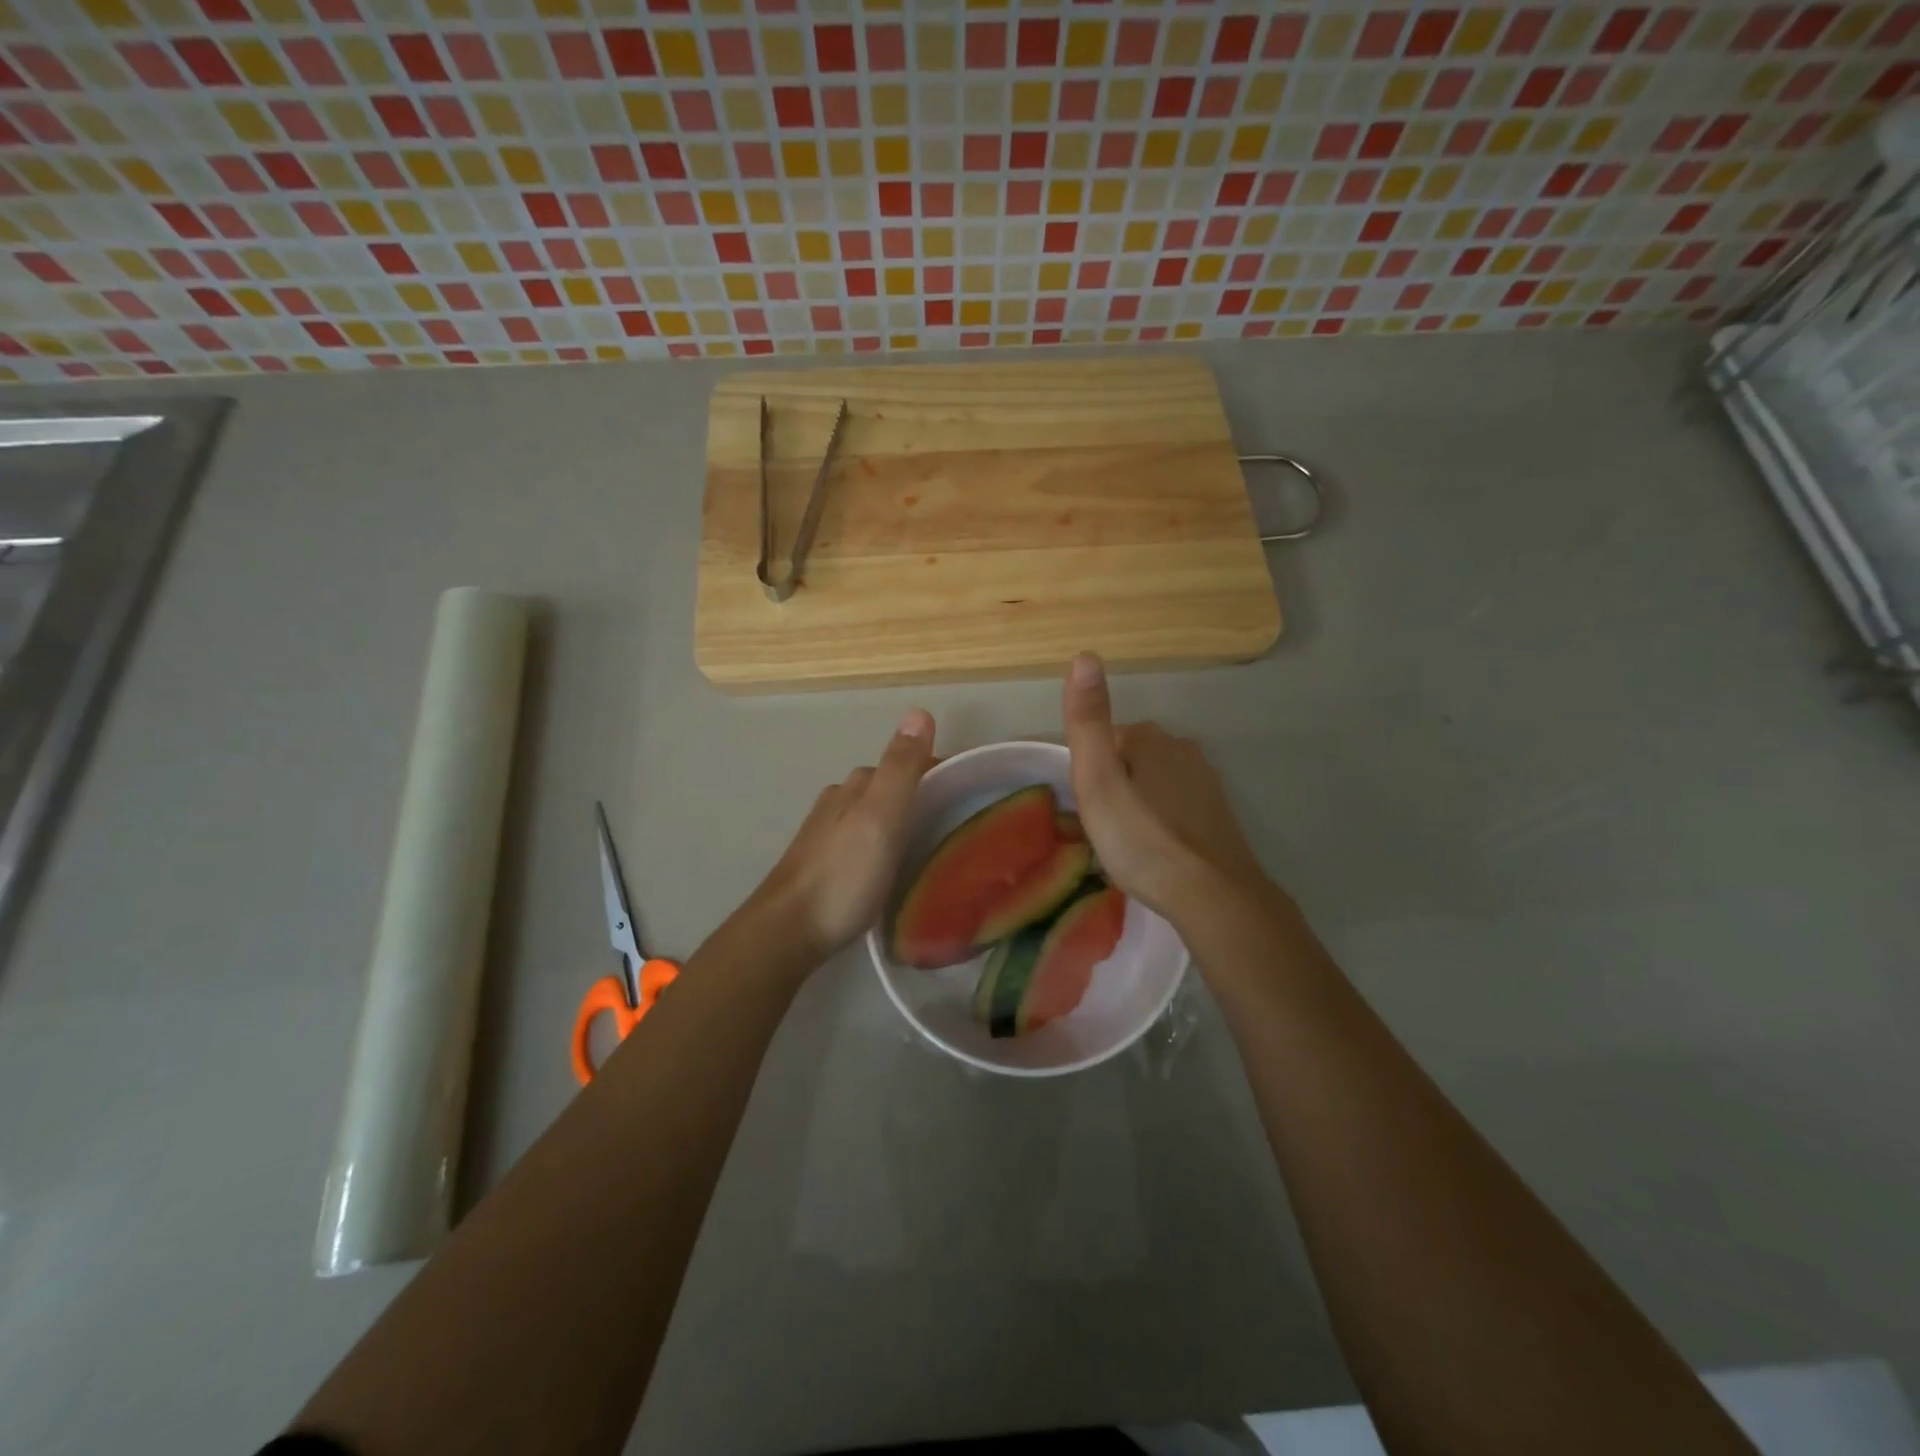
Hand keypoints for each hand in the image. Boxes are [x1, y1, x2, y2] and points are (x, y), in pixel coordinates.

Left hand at [743, 708, 936, 968]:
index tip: (970, 790)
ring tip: (928, 845)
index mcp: (855, 787)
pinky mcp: (820, 866)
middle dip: (918, 794)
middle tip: (955, 820)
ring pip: (869, 814)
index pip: (903, 763)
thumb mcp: (881, 817)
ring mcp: (824, 835)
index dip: (936, 770)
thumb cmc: (843, 874)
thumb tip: (919, 710)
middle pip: (885, 787)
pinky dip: (880, 843)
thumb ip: (901, 768)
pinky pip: (859, 841)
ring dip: (897, 820)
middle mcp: (837, 802)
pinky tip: (889, 866)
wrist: (788, 931)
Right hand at [1062, 653, 1271, 926]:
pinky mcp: (1218, 815)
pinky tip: (1154, 852)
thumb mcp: (1098, 780)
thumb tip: (1085, 655)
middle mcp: (1182, 749)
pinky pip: (1174, 808)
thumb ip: (1087, 721)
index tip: (1082, 810)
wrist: (1211, 895)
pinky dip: (1159, 823)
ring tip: (1123, 845)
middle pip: (1128, 761)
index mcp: (1150, 738)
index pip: (1103, 741)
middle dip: (1111, 787)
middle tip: (1100, 831)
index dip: (1086, 774)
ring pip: (1152, 784)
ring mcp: (1206, 782)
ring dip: (1135, 806)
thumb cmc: (1142, 838)